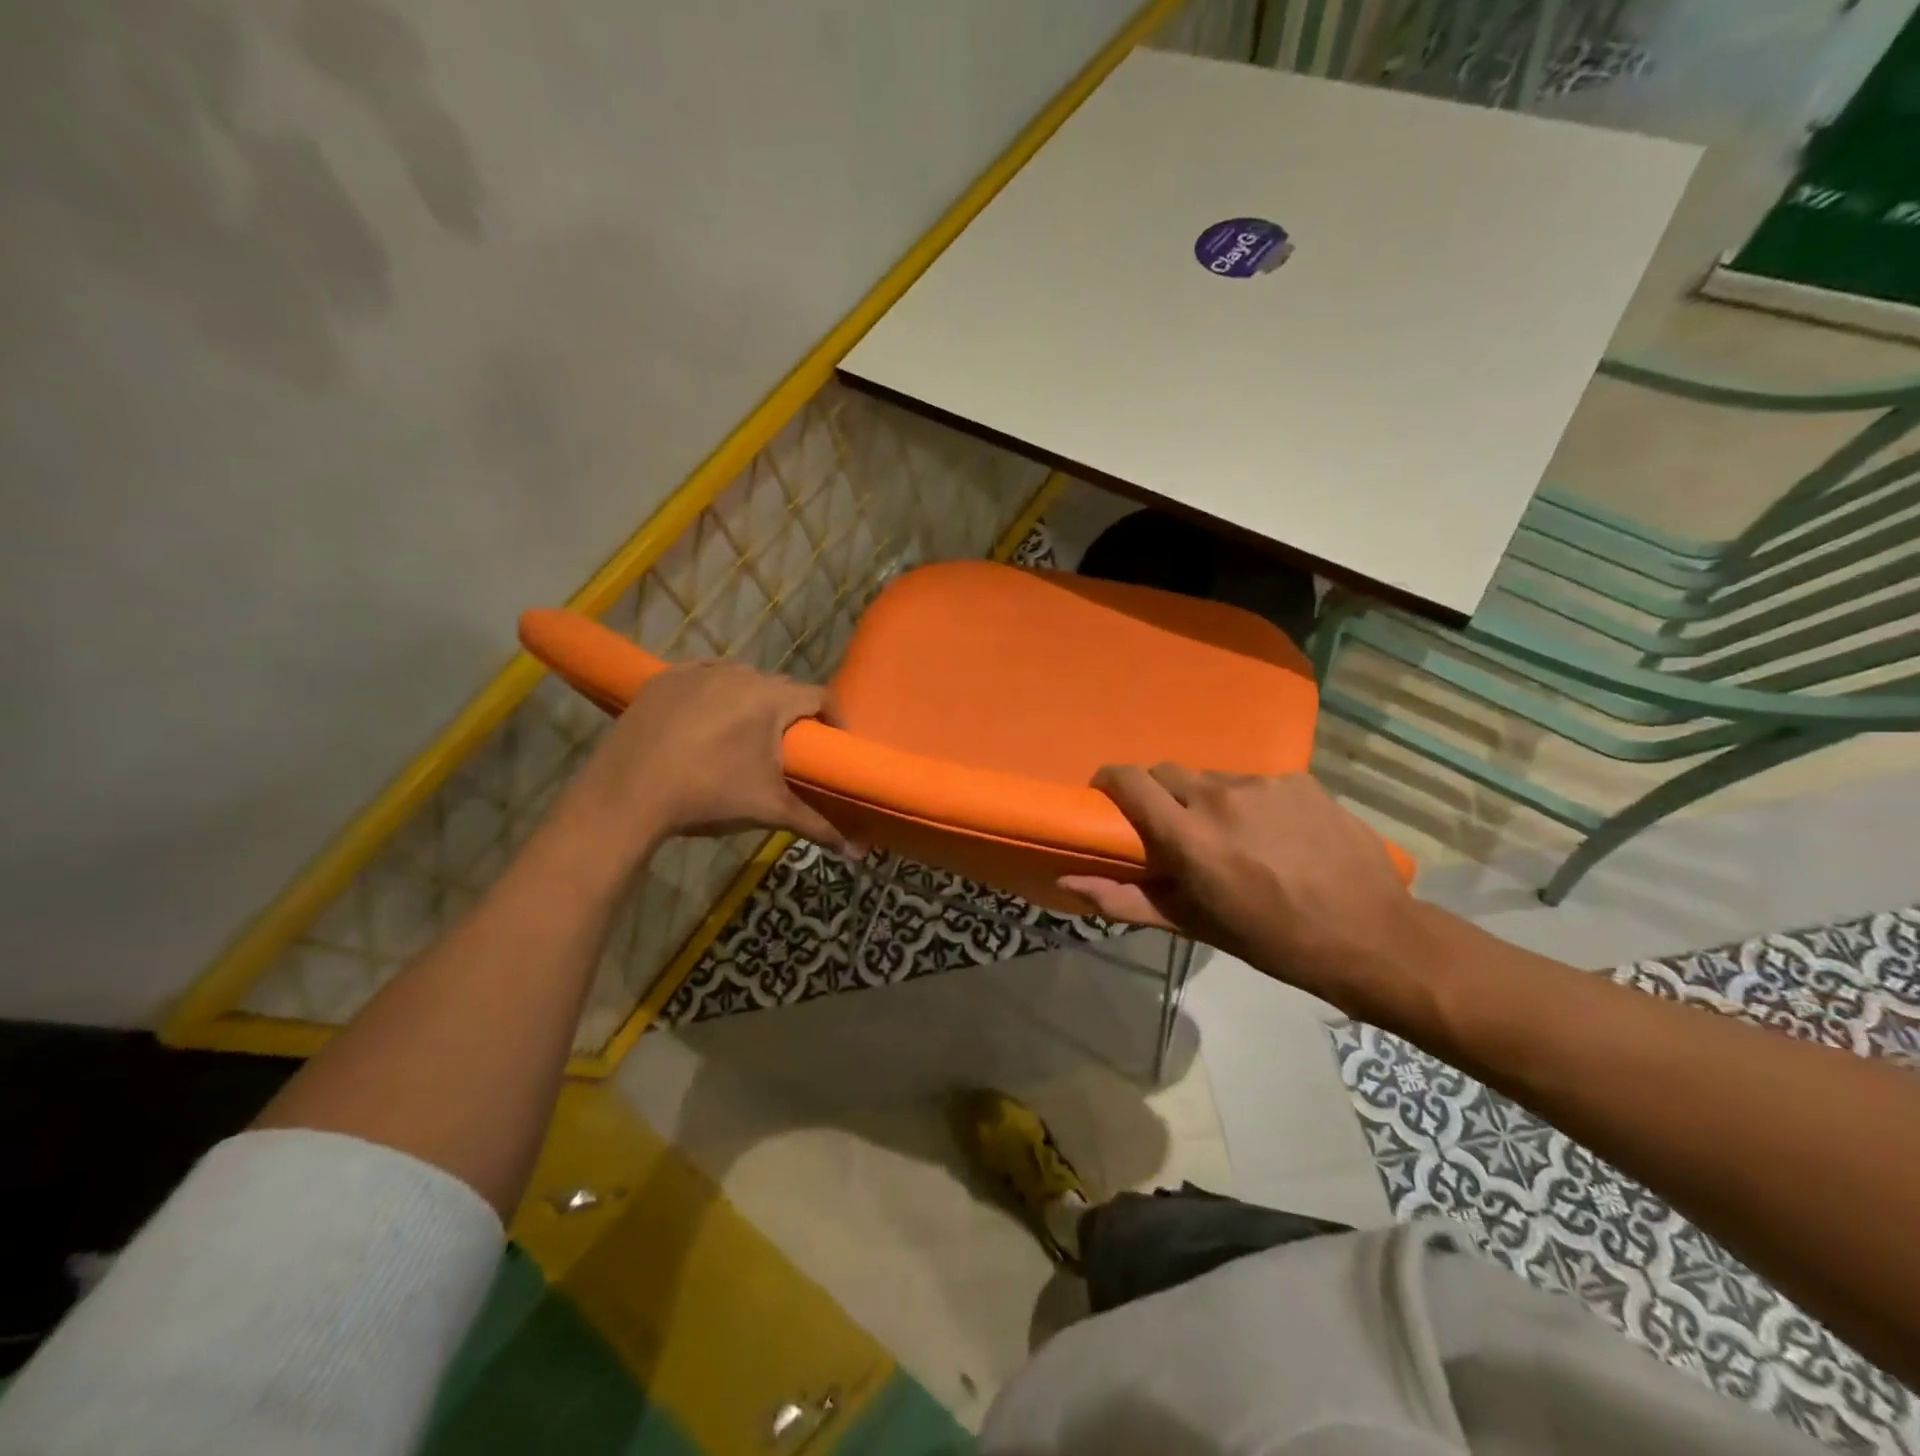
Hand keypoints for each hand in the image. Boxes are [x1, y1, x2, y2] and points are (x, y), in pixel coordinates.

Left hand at [559, 660, 849, 857]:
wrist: (626, 795)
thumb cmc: (708, 797)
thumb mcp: (768, 810)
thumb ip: (818, 825)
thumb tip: (859, 853)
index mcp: (772, 699)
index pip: (821, 697)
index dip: (833, 719)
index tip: (833, 745)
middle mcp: (741, 673)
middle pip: (781, 689)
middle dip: (791, 715)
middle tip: (790, 748)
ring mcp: (700, 671)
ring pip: (742, 680)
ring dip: (752, 702)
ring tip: (746, 737)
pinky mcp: (666, 677)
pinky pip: (705, 678)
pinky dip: (714, 694)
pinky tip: (706, 722)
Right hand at [1062, 766, 1427, 1013]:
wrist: (1372, 936)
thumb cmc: (1273, 940)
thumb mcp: (1195, 924)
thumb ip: (1126, 899)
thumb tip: (1068, 881)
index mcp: (1190, 837)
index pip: (1130, 781)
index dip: (1110, 781)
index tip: (1108, 798)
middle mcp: (1221, 797)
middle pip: (1167, 771)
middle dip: (1159, 794)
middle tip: (1174, 829)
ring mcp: (1264, 784)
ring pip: (1212, 777)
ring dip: (1207, 799)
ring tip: (1234, 837)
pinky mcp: (1299, 780)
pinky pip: (1255, 781)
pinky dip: (1250, 802)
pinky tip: (1276, 834)